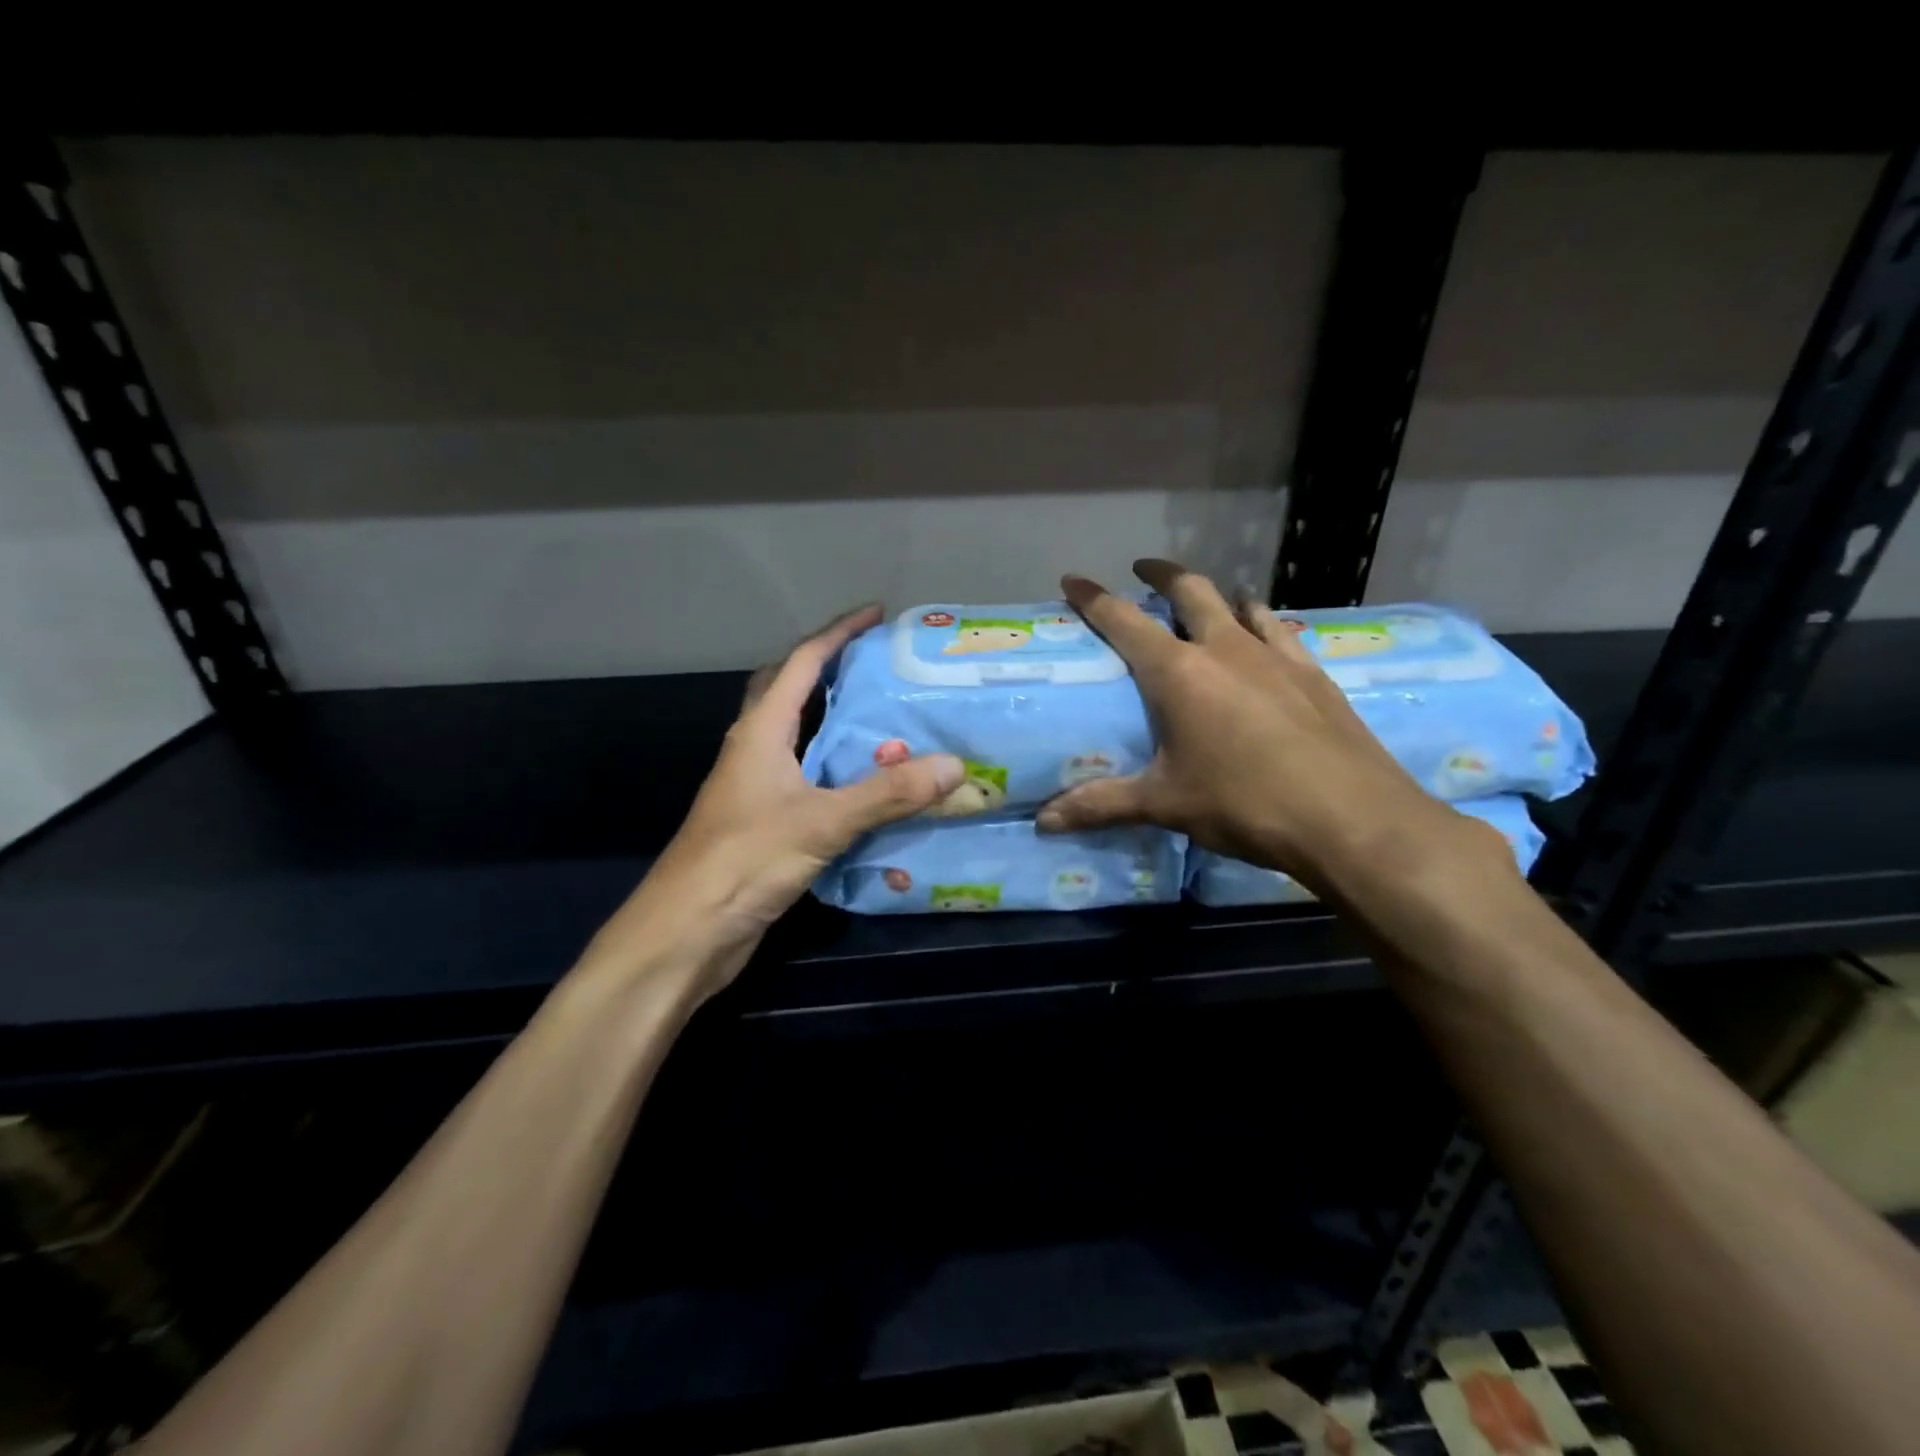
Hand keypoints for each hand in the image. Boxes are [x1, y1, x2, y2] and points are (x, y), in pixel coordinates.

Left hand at [585, 606, 962, 997]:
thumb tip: (954, 766)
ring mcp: (760, 789)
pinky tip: (879, 789)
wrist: (684, 935)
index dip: (838, 634)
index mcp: (760, 732)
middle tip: (885, 669)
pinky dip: (845, 776)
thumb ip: (886, 794)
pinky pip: (814, 783)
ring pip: (806, 741)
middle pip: (795, 694)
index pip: (801, 663)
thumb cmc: (741, 862)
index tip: (877, 614)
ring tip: (895, 722)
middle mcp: (757, 751)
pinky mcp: (769, 824)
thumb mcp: (820, 822)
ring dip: (843, 727)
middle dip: (835, 672)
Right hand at [1036, 560, 1495, 894]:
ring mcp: (1276, 656)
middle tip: (1144, 570)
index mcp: (1179, 673)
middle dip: (1162, 574)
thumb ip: (1102, 805)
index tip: (1074, 579)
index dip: (1094, 598)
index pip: (1124, 621)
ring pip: (1241, 604)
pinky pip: (1281, 632)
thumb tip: (1044, 823)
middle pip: (1190, 591)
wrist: (1351, 817)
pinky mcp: (1314, 673)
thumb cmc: (1244, 803)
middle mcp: (1225, 649)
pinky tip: (1267, 641)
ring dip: (1218, 596)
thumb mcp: (1166, 804)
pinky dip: (1263, 625)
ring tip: (1209, 604)